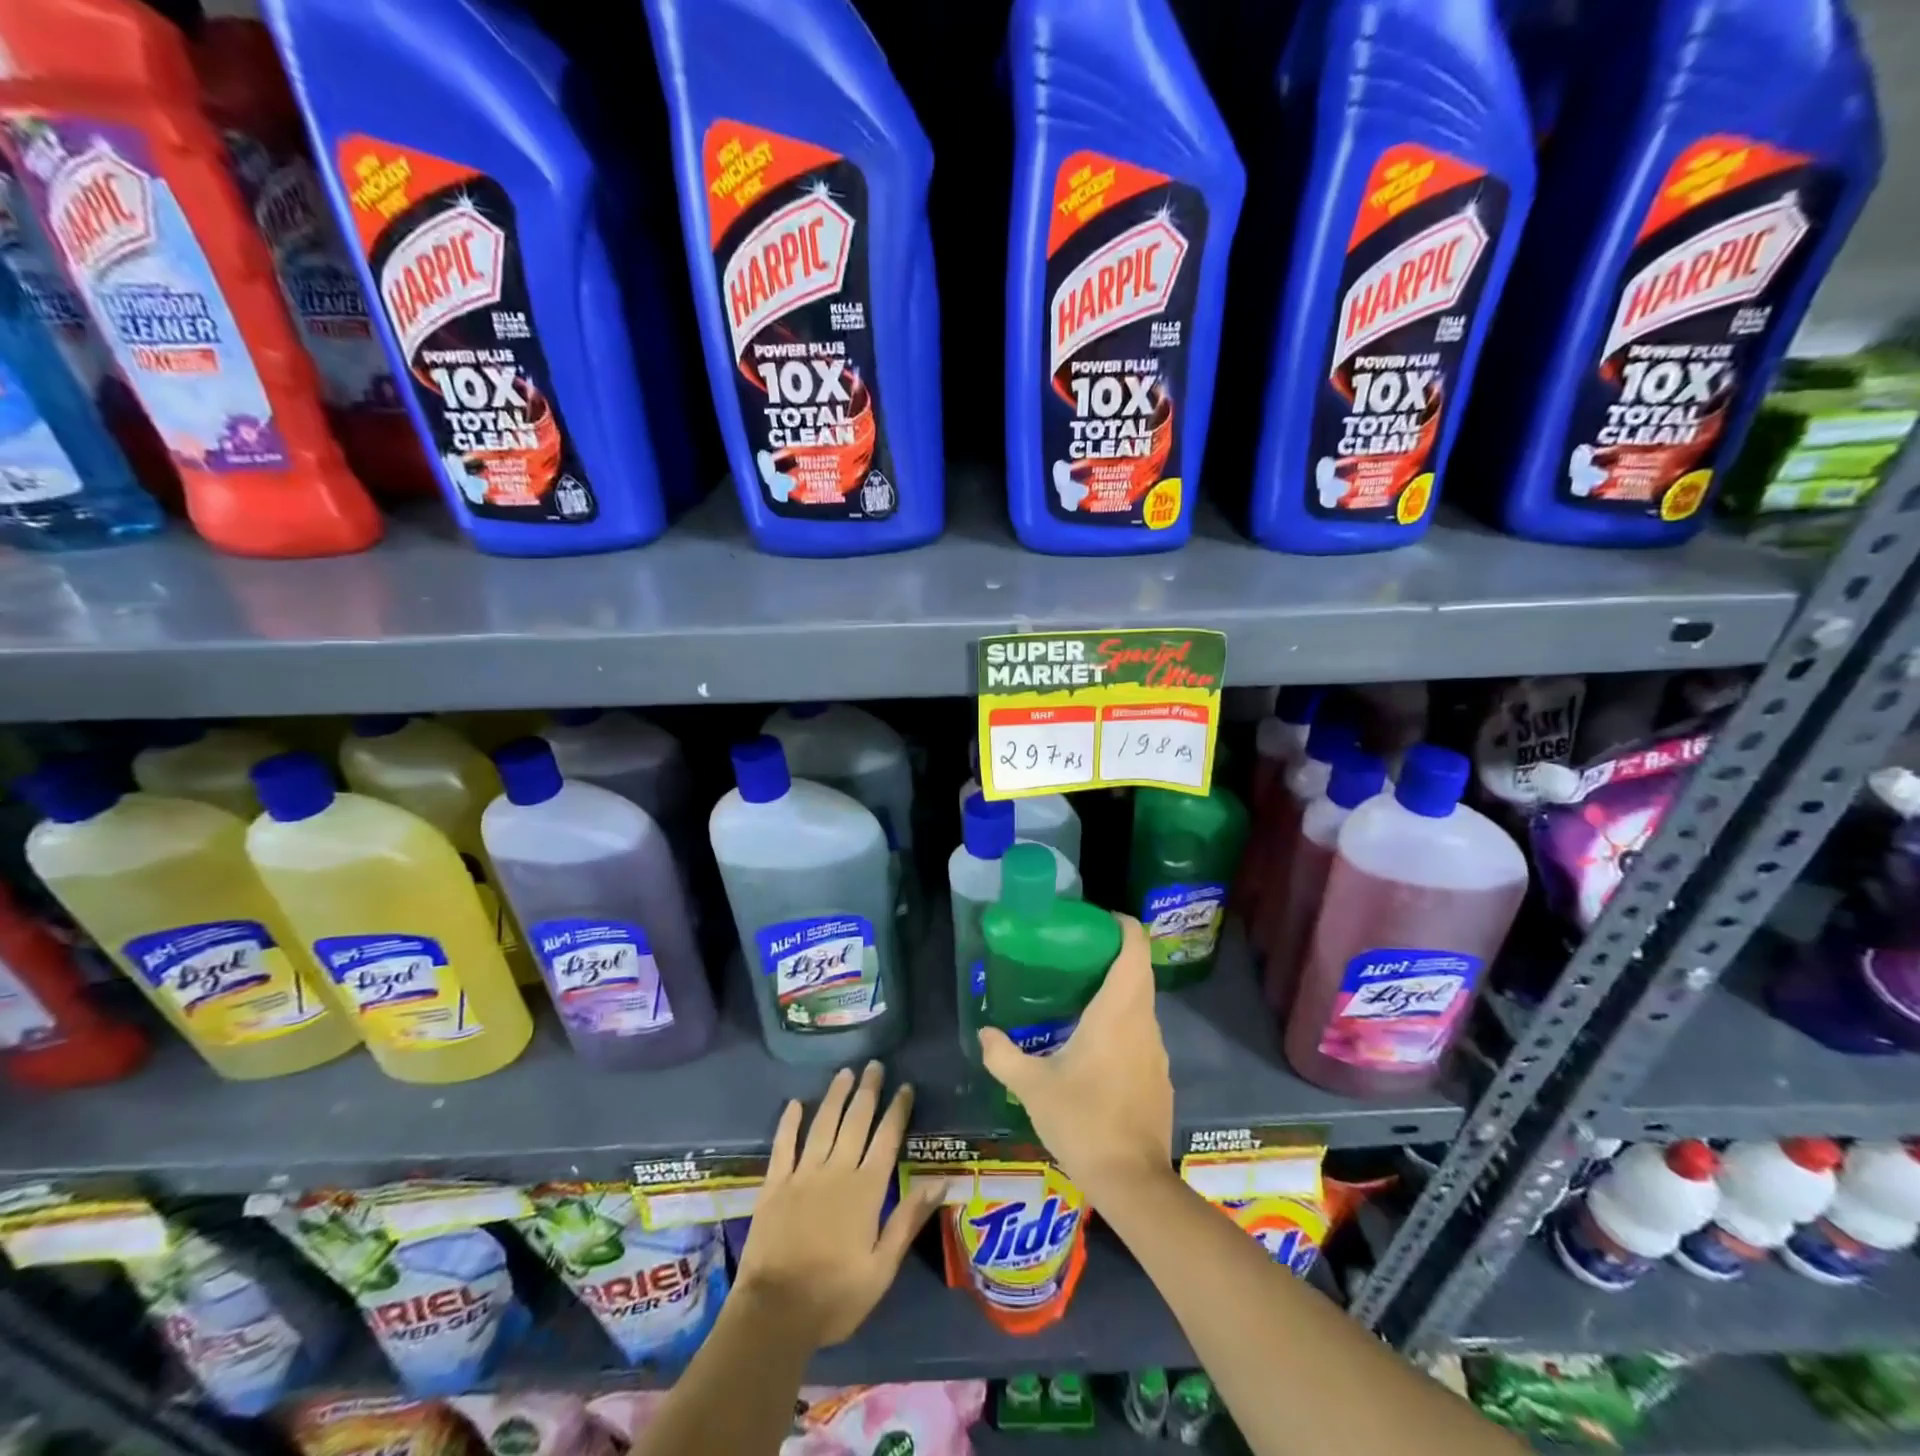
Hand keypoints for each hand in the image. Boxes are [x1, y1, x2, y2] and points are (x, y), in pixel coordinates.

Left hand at [734, 1061, 943, 1348]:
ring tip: (845, 1072)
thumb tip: (940, 1181)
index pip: (887, 1139)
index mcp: (866, 1190)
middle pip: (855, 1121)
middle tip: (875, 1065)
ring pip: (823, 1124)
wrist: (775, 1314)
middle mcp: (836, 1171)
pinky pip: (783, 1145)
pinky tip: (794, 1103)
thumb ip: (908, 1220)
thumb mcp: (882, 1268)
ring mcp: (803, 1174)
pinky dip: (789, 1123)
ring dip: (835, 1096)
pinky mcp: (775, 1185)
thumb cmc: (835, 1296)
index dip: (897, 1110)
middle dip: (868, 1091)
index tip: (905, 1086)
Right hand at [977, 914, 1173, 1203]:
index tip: (1097, 920)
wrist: (1132, 1182)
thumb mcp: (1033, 1087)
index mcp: (1118, 1012)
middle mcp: (1143, 1023)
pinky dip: (1122, 1025)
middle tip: (1074, 955)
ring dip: (1117, 992)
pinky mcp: (1159, 1077)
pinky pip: (1141, 1034)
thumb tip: (984, 1032)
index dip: (1122, 925)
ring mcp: (1156, 1051)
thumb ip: (1004, 1056)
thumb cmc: (1083, 1121)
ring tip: (1078, 998)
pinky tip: (1095, 1048)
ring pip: (1140, 1005)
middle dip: (1112, 955)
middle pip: (1138, 972)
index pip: (1134, 949)